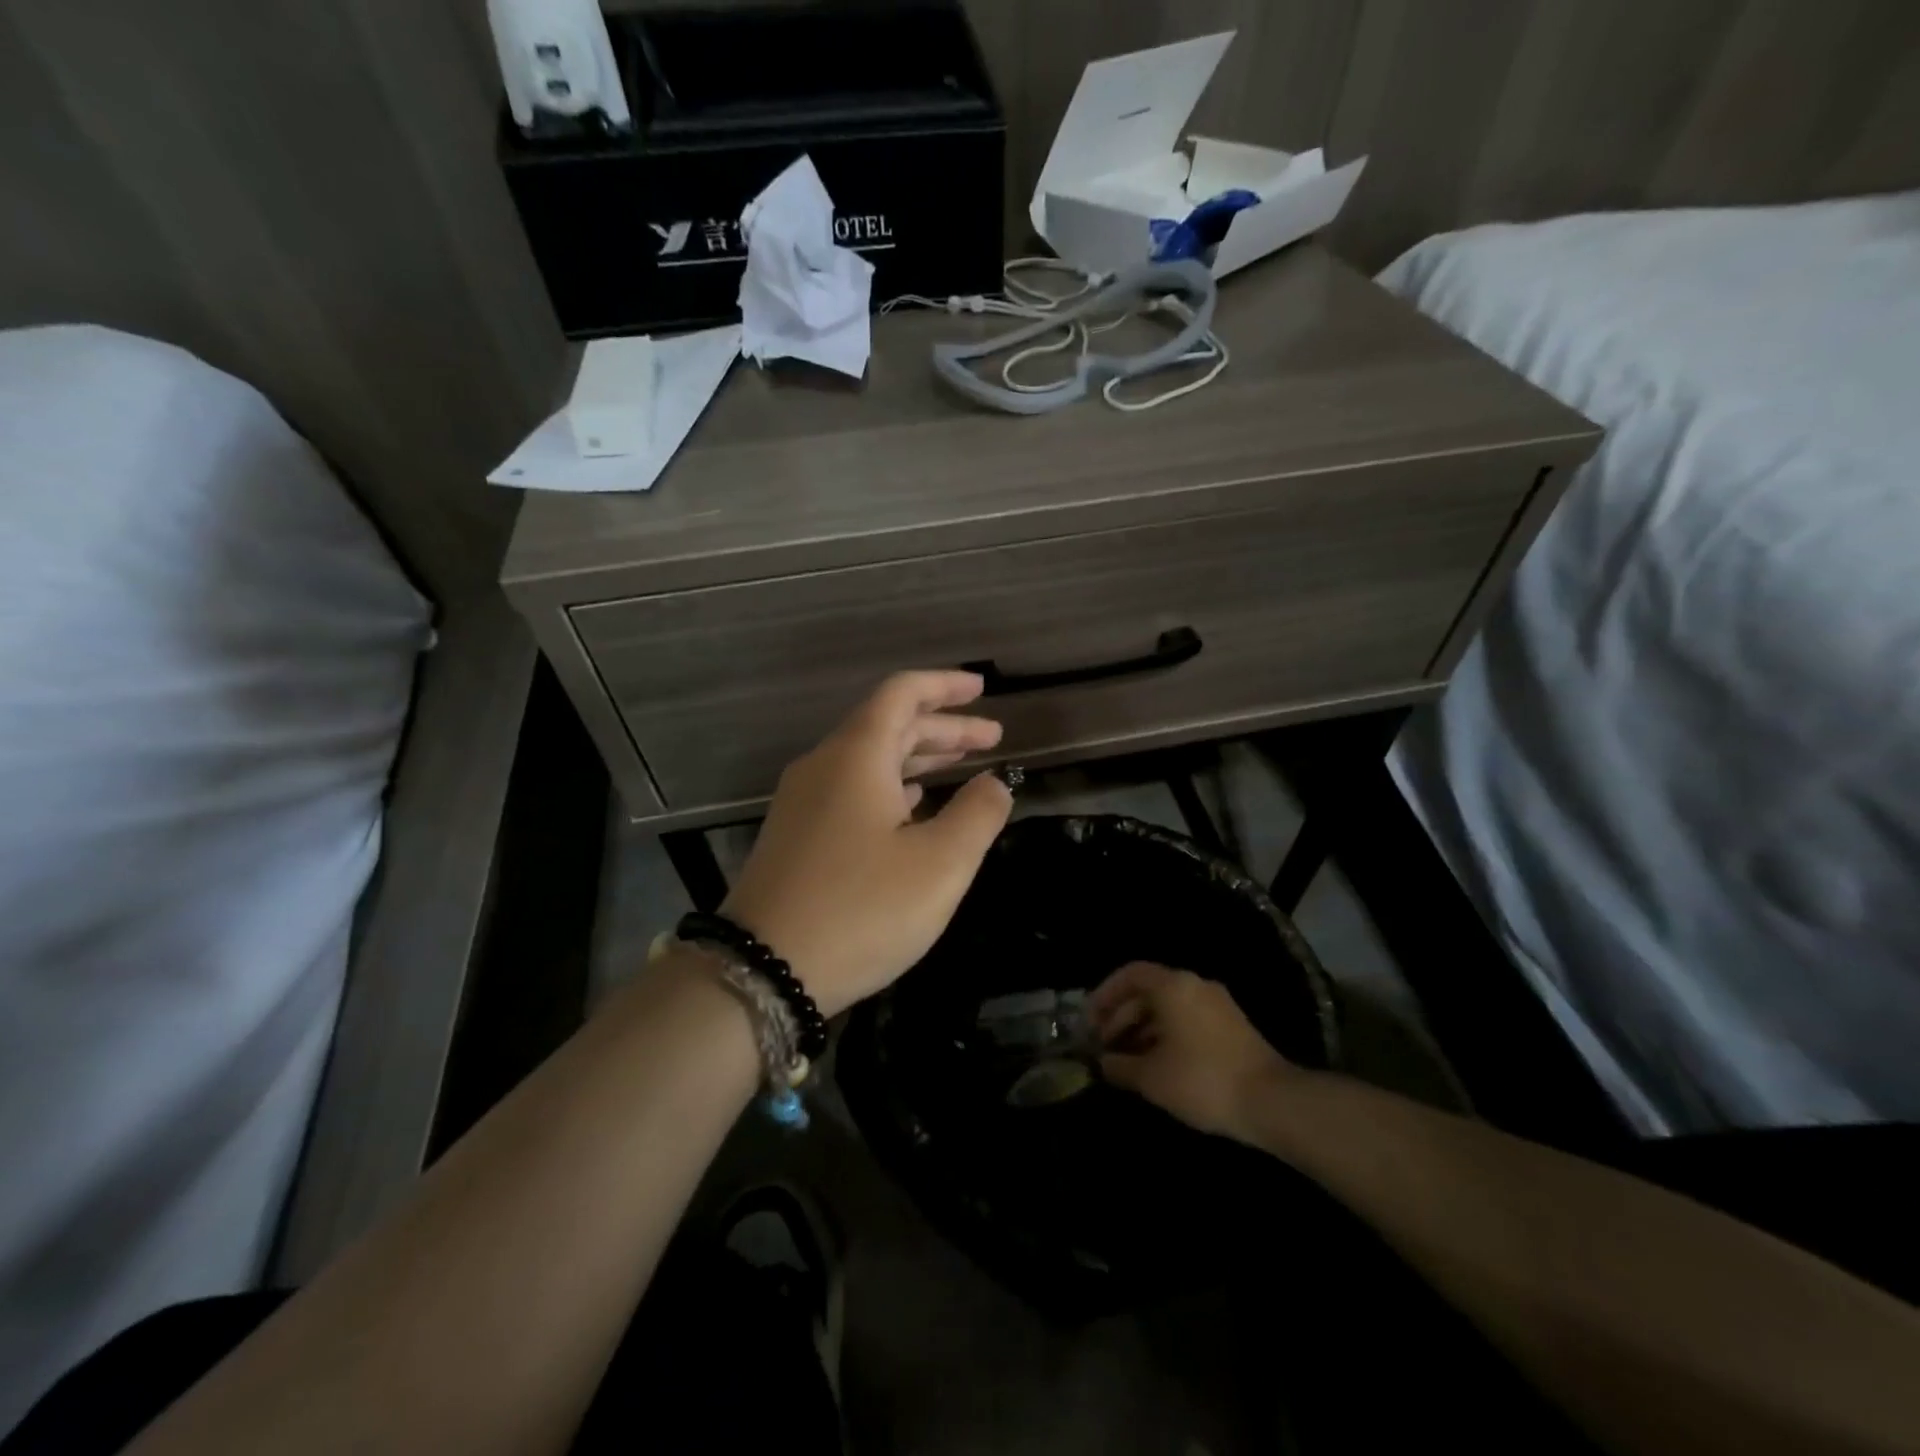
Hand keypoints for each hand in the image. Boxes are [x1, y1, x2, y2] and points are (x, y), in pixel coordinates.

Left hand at [720, 671, 1013, 1017]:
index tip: (982, 688)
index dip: (945, 686)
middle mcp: (824, 765)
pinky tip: (914, 806)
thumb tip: (995, 783)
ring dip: (918, 758)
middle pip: (888, 726)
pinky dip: (891, 787)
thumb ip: (977, 815)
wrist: (761, 972)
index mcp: (857, 755)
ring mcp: (803, 801)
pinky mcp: (796, 835)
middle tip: (992, 738)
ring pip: (869, 760)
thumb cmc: (861, 910)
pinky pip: (852, 790)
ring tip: (962, 765)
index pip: (902, 694)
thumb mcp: (939, 864)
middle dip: (943, 728)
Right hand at [1089, 961, 1297, 1140]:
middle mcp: (1195, 985)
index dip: (1105, 994)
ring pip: (1168, 1007)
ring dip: (1142, 1029)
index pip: (1130, 974)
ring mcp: (1217, 1004)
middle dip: (1121, 1017)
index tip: (1090, 1021)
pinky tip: (1156, 1065)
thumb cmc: (1202, 1080)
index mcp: (1173, 985)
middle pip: (1148, 991)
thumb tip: (1102, 1063)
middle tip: (1103, 1046)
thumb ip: (1120, 1066)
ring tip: (1125, 1061)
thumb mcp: (1151, 1077)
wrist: (1272, 1102)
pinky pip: (1186, 1019)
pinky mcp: (1231, 1026)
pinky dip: (1165, 1035)